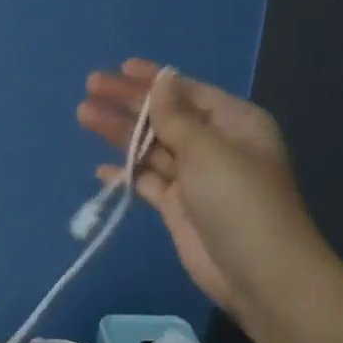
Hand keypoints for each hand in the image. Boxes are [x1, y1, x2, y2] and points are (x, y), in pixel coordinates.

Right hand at [77, 59, 322, 317]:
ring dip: (120, 133)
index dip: (153, 80)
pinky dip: (127, 173)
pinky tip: (102, 168)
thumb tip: (162, 80)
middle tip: (90, 89)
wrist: (258, 273)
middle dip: (129, 103)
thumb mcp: (208, 150)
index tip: (120, 68)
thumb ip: (177, 116)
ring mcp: (195, 178)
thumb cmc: (238, 201)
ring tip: (84, 116)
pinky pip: (148, 181)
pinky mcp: (179, 208)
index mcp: (234, 123)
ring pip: (151, 147)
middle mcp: (214, 146)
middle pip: (165, 117)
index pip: (187, 92)